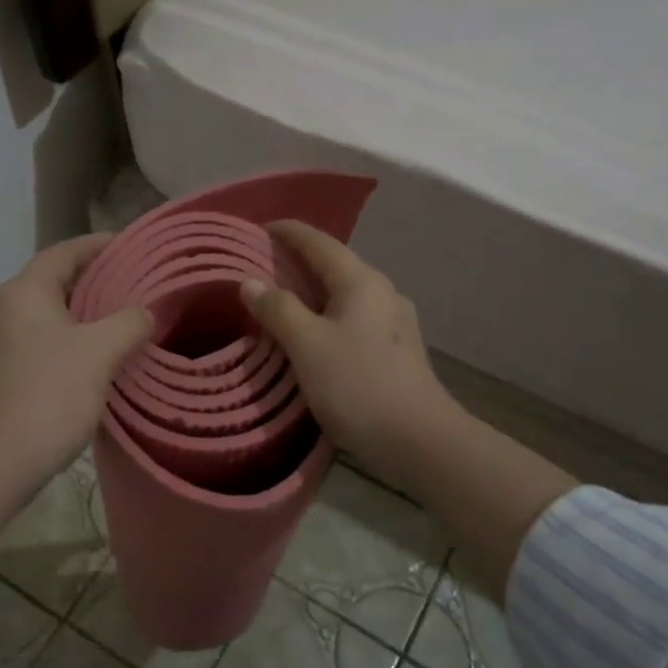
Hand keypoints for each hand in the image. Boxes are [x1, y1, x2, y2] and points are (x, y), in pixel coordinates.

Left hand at [0, 234, 149, 568]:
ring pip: (42, 318)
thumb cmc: (48, 395)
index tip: (132, 246)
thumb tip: (144, 313)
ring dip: (77, 318)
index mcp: (22, 292)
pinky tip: (87, 365)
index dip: (100, 246)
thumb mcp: (100, 353)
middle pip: (52, 283)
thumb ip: (129, 322)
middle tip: (133, 289)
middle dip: (92, 284)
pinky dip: (61, 345)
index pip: (65, 252)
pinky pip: (32, 346)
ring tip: (116, 327)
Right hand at [239, 221, 452, 495]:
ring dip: (313, 292)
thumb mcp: (307, 345)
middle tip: (262, 266)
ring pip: (345, 294)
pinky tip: (314, 336)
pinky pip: (354, 319)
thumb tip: (250, 282)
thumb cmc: (357, 384)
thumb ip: (277, 309)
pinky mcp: (396, 350)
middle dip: (298, 262)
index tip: (259, 228)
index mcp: (361, 281)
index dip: (288, 232)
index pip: (319, 243)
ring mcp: (394, 322)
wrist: (418, 439)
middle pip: (335, 265)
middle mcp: (382, 292)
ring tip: (282, 300)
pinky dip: (328, 316)